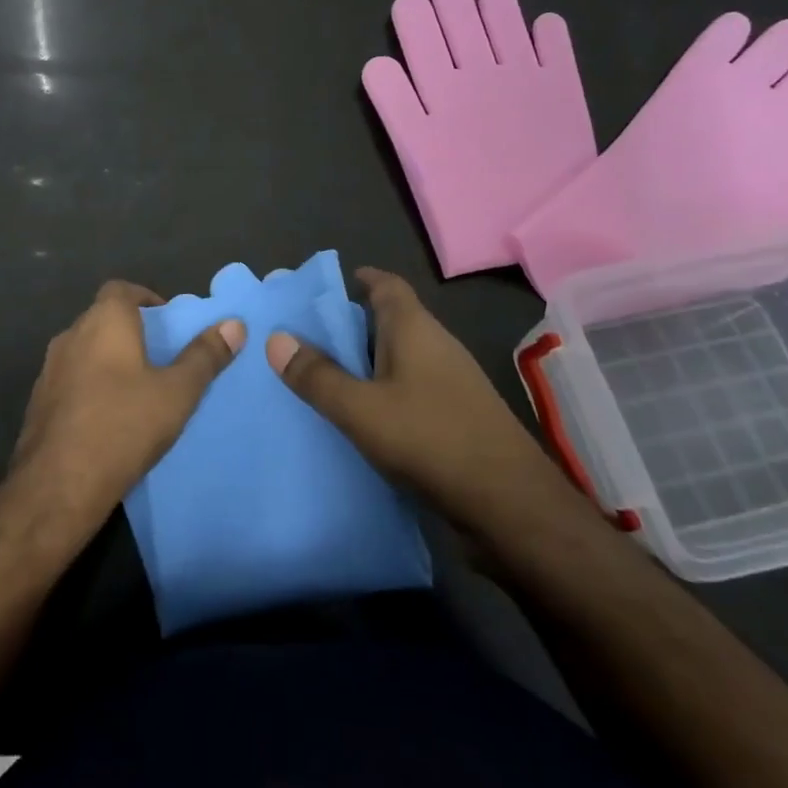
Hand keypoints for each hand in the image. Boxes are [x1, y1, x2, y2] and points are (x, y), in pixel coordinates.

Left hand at [11, 280, 244, 529]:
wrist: (56, 485)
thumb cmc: (123, 426)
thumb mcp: (177, 393)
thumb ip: (205, 356)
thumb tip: (234, 324)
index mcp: (104, 322)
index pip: (120, 289)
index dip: (144, 298)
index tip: (167, 320)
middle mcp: (71, 335)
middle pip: (102, 318)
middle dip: (130, 330)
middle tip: (161, 356)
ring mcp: (50, 369)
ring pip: (85, 350)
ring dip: (108, 359)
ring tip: (138, 387)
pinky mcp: (38, 402)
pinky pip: (71, 379)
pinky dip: (90, 385)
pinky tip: (108, 416)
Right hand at [266, 267, 563, 528]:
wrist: (511, 507)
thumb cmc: (431, 440)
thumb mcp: (361, 409)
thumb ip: (317, 376)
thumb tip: (275, 338)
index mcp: (414, 329)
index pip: (387, 285)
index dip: (360, 279)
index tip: (325, 288)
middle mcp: (436, 346)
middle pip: (390, 321)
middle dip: (351, 325)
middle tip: (307, 337)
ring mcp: (451, 383)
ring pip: (400, 358)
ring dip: (365, 362)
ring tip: (323, 377)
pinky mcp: (457, 417)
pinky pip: (410, 390)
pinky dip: (383, 393)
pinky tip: (360, 417)